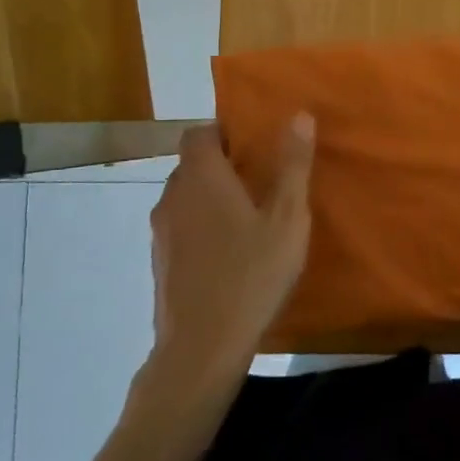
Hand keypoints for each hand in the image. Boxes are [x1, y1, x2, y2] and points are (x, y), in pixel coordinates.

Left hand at [148, 116, 314, 378]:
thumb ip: (293, 165)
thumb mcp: (287, 219)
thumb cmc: (251, 274)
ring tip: (249, 218)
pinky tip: (230, 253)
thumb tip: (300, 115)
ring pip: (185, 196)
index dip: (224, 132)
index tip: (254, 146)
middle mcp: (173, 196)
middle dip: (223, 165)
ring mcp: (161, 231)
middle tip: (261, 181)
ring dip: (211, 197)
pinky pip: (181, 225)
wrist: (202, 345)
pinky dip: (201, 225)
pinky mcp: (160, 260)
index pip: (199, 133)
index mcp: (202, 178)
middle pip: (192, 164)